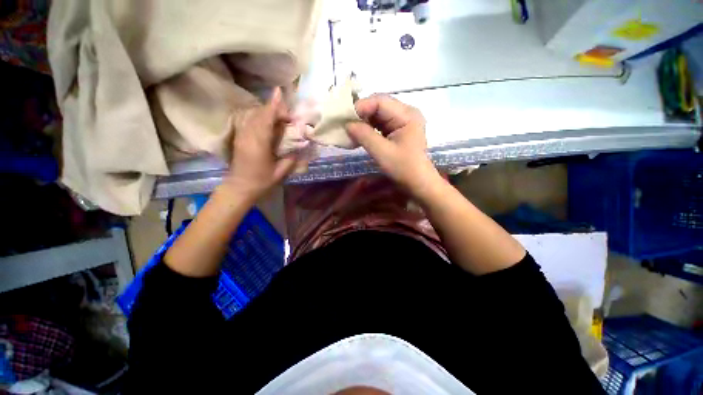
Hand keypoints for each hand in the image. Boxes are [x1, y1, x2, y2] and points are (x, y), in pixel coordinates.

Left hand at [225, 87, 298, 200]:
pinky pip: (249, 120)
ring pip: (253, 115)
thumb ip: (290, 158)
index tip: (280, 93)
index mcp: (259, 143)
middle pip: (259, 113)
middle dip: (273, 109)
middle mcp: (248, 135)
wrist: (239, 187)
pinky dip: (259, 117)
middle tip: (288, 116)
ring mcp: (242, 135)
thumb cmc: (261, 181)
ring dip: (266, 112)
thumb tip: (298, 148)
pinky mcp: (239, 137)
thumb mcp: (280, 172)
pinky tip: (267, 122)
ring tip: (280, 118)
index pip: (265, 118)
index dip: (273, 105)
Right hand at [346, 95, 441, 198]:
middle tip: (345, 125)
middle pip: (378, 106)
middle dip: (361, 115)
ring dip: (363, 122)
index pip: (380, 101)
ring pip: (377, 115)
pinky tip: (359, 136)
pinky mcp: (397, 129)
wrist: (417, 182)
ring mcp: (402, 121)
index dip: (361, 107)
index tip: (344, 119)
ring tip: (350, 132)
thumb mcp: (382, 152)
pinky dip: (368, 129)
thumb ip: (364, 135)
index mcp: (407, 114)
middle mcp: (405, 113)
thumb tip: (347, 124)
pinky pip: (380, 124)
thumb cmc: (403, 168)